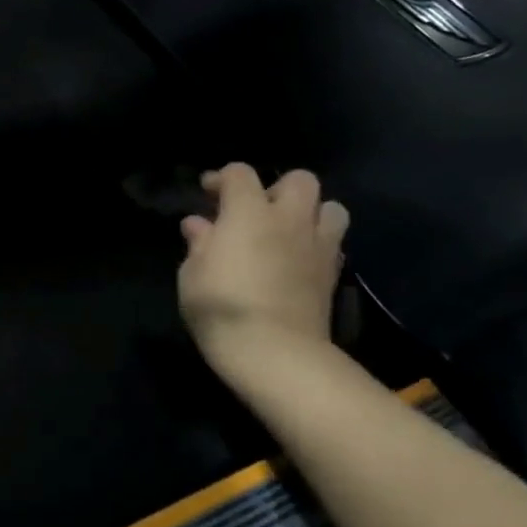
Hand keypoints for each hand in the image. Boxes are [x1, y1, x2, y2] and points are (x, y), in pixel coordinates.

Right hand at [178, 164, 348, 378]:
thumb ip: (199, 243)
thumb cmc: (222, 306)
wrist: (275, 352)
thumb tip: (198, 224)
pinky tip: (296, 259)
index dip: (223, 178)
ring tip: (286, 231)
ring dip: (309, 212)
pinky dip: (317, 242)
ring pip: (330, 207)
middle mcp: (289, 219)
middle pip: (299, 179)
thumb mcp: (192, 274)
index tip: (208, 193)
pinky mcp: (333, 273)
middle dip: (277, 188)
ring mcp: (318, 245)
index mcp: (249, 212)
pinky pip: (333, 242)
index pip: (240, 173)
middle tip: (256, 210)